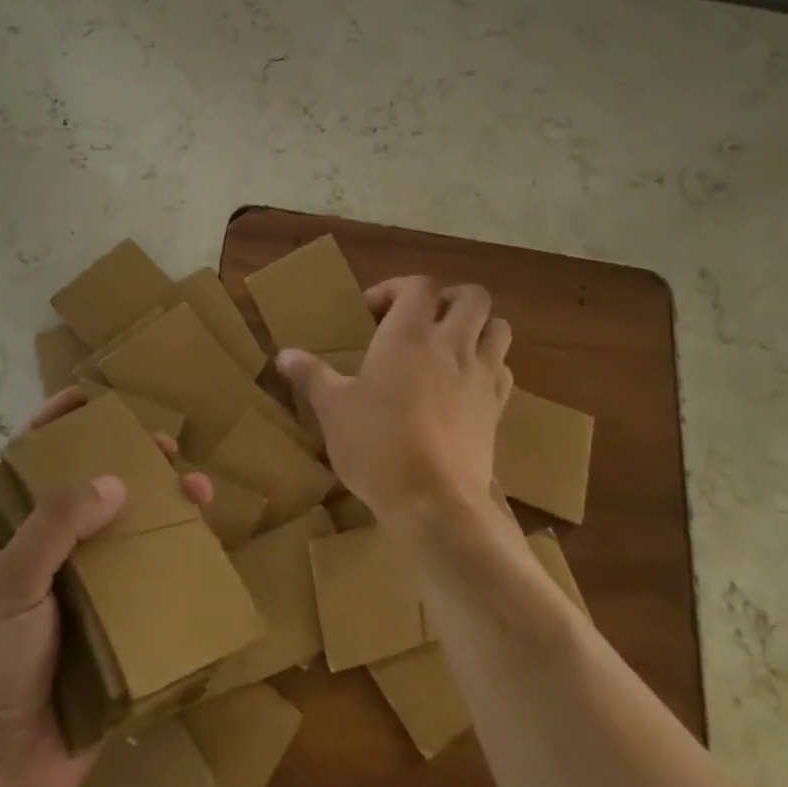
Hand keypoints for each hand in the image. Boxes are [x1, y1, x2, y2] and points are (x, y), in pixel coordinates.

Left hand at [0, 386, 211, 786]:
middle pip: (90, 488)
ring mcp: (85, 587)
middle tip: (163, 445)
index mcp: (9, 535)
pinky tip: (204, 541)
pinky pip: (150, 576)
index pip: (29, 463)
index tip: (87, 396)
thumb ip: (55, 525)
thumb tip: (116, 481)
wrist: (5, 772)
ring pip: (129, 528)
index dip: (54, 424)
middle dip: (127, 458)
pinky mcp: (117, 621)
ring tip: (198, 488)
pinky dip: (177, 554)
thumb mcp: (9, 584)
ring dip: (164, 503)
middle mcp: (48, 552)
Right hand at [277, 276, 511, 524]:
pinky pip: (504, 370)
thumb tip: (284, 355)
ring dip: (478, 327)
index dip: (396, 289)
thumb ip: (311, 375)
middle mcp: (451, 344)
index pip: (418, 285)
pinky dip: (489, 366)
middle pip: (472, 296)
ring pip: (499, 327)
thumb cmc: (377, 445)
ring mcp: (480, 375)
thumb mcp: (333, 408)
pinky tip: (465, 385)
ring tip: (450, 346)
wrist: (433, 501)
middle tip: (421, 321)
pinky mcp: (497, 408)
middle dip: (449, 299)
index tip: (373, 314)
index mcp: (408, 334)